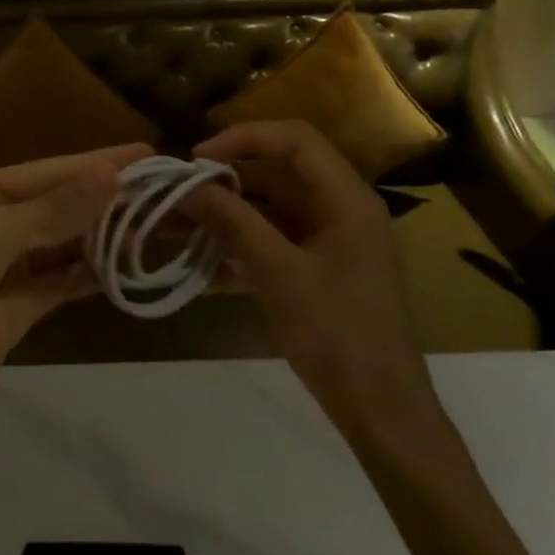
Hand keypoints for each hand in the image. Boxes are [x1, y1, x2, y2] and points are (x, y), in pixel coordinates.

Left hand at [0, 144, 152, 426]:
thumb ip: (56, 209)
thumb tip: (112, 172)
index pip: (54, 170)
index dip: (100, 162)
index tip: (148, 153)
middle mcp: (0, 221)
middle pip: (64, 206)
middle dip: (108, 201)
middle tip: (166, 196)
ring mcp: (10, 266)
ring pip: (67, 244)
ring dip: (104, 238)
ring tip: (157, 230)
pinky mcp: (19, 308)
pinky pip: (62, 283)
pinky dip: (91, 276)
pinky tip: (126, 269)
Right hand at [188, 120, 438, 438]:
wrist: (383, 416)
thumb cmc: (338, 335)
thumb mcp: (279, 273)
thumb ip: (232, 222)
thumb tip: (186, 185)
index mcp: (346, 198)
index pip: (294, 140)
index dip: (244, 138)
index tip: (197, 159)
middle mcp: (339, 211)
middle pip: (274, 177)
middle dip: (222, 186)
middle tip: (173, 198)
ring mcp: (328, 244)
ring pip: (267, 214)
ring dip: (222, 220)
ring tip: (171, 231)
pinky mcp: (316, 274)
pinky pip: (270, 247)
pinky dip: (237, 253)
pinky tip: (199, 273)